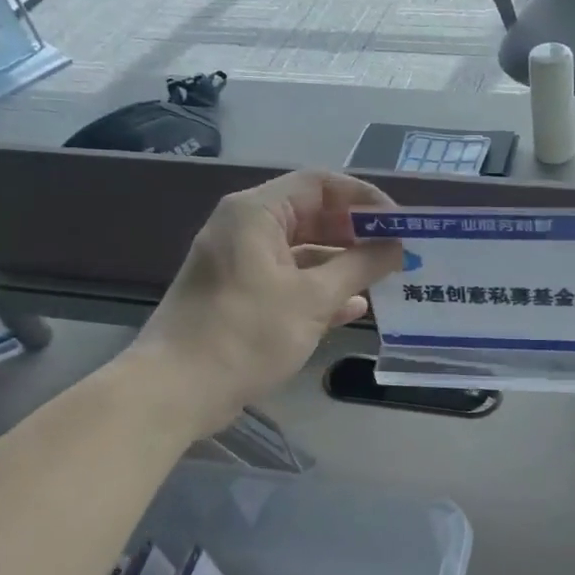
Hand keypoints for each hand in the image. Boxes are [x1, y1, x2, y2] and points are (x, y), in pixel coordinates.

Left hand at [129, 170, 403, 427]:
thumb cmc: (246, 333)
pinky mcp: (241, 295)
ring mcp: (241, 262)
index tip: (400, 223)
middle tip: (398, 251)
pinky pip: (289, 278)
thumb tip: (397, 247)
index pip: (321, 184)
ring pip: (303, 250)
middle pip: (313, 215)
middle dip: (357, 233)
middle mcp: (246, 228)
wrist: (175, 390)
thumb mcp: (312, 298)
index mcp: (256, 213)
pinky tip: (354, 308)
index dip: (364, 199)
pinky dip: (320, 288)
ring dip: (343, 263)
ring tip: (386, 278)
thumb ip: (360, 266)